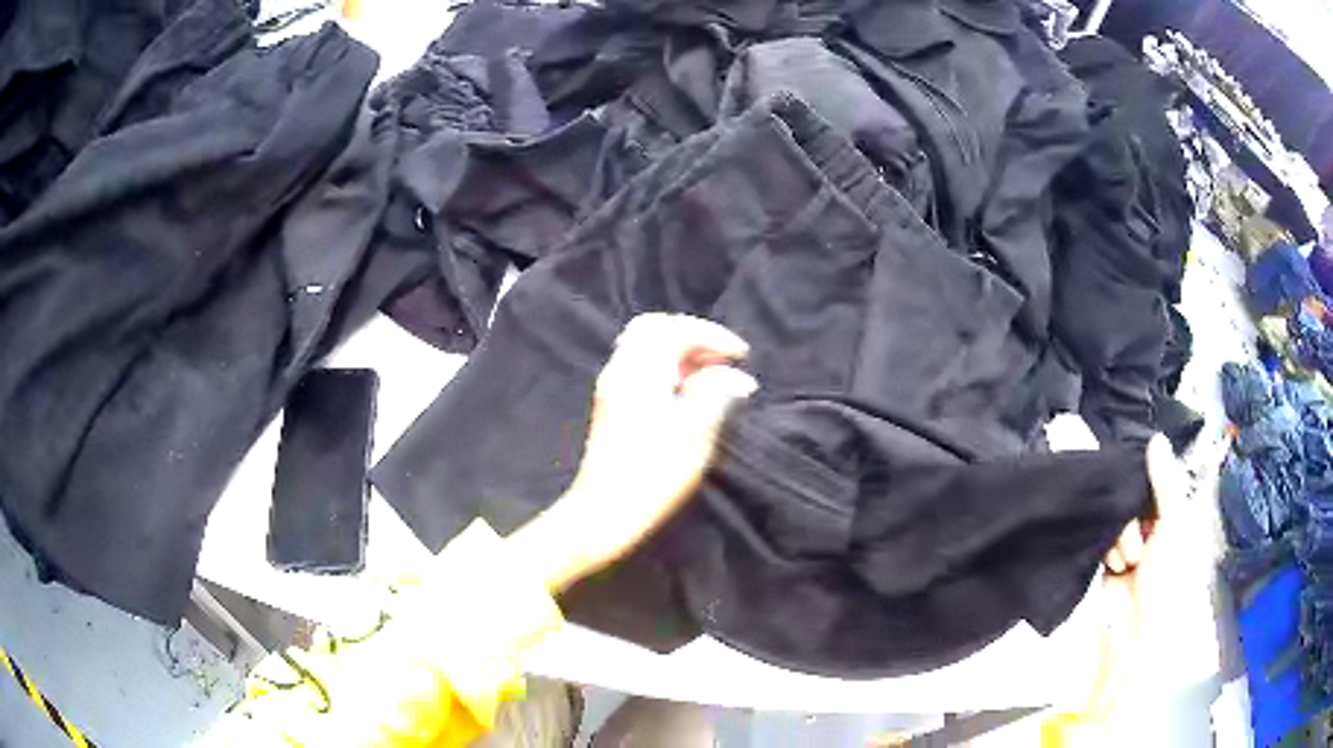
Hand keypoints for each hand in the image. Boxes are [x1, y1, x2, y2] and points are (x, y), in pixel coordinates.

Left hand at [510, 314, 757, 591]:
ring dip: (680, 351)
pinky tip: (687, 392)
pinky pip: (640, 367)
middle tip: (721, 359)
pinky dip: (666, 367)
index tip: (742, 356)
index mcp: (641, 372)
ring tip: (711, 377)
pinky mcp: (611, 406)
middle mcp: (622, 370)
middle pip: (654, 328)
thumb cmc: (652, 475)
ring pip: (645, 347)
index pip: (677, 330)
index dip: (713, 336)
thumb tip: (736, 378)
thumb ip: (716, 396)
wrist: (604, 513)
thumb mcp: (694, 434)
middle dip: (692, 335)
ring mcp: (612, 387)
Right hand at [1082, 433, 1212, 718]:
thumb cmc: (1171, 581)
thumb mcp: (1175, 526)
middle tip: (1141, 534)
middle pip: (1132, 496)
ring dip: (1121, 537)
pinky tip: (1115, 565)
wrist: (1141, 638)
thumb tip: (1155, 438)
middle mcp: (1154, 525)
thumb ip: (1164, 484)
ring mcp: (1132, 546)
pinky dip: (1108, 551)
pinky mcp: (1109, 564)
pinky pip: (1103, 542)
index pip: (1157, 477)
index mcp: (1176, 512)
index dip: (1145, 473)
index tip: (1135, 471)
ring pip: (1116, 518)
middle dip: (1132, 513)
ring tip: (1130, 560)